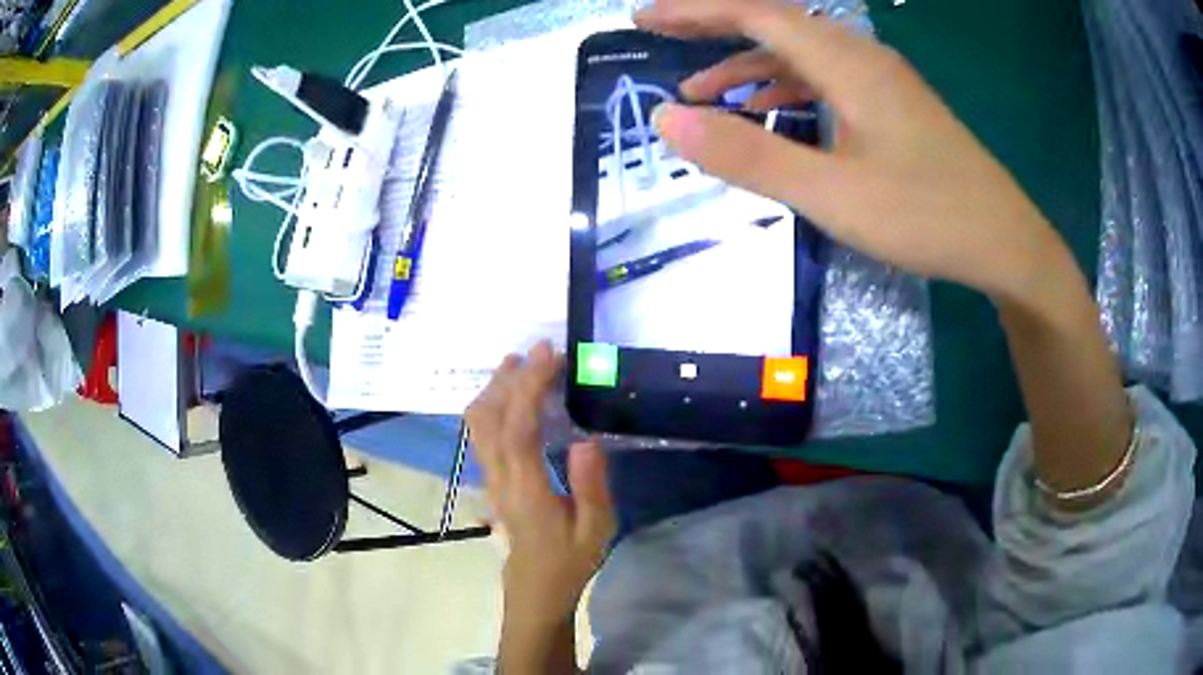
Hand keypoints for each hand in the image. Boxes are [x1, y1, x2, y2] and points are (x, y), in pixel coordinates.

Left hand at [466, 341, 615, 628]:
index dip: (530, 385)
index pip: (518, 426)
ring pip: (477, 422)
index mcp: (526, 488)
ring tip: (522, 364)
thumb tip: (585, 439)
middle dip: (509, 377)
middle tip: (540, 351)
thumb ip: (591, 485)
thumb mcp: (596, 529)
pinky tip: (512, 396)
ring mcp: (489, 477)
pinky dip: (493, 403)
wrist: (535, 589)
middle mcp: (499, 476)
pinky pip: (481, 432)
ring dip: (495, 387)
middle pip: (488, 416)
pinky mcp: (490, 478)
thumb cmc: (569, 560)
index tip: (549, 354)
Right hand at [637, 0, 1066, 307]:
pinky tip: (769, 115)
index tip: (643, 18)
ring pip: (800, 54)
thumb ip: (749, 156)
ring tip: (702, 92)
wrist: (1004, 243)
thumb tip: (667, 119)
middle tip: (660, 34)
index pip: (756, 14)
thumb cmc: (927, 216)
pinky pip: (825, 81)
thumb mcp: (832, 194)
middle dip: (713, 26)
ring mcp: (880, 81)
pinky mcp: (891, 107)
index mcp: (847, 62)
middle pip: (776, 24)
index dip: (695, 10)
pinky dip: (786, 90)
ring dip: (748, 66)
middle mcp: (862, 57)